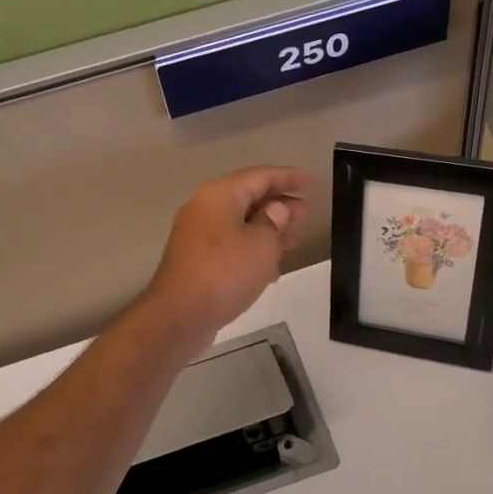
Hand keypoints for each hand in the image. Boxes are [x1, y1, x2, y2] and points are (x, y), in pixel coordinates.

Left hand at [142, 165, 311, 346]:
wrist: (179, 317)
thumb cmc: (225, 273)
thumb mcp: (262, 244)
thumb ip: (274, 221)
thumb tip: (275, 210)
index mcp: (219, 195)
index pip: (261, 176)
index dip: (290, 177)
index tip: (314, 181)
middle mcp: (204, 209)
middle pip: (248, 198)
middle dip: (280, 205)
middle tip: (306, 216)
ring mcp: (197, 236)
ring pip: (240, 223)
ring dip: (268, 230)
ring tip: (294, 240)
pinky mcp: (196, 261)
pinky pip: (230, 245)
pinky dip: (253, 249)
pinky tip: (271, 268)